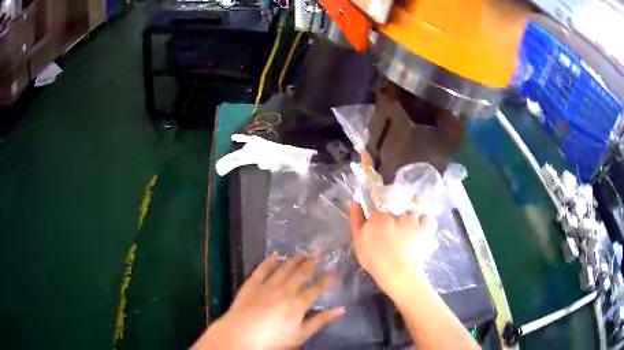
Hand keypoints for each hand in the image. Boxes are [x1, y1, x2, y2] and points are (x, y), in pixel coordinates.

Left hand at [194, 253, 344, 349]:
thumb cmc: (273, 340)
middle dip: (312, 263)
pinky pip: (262, 269)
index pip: (317, 289)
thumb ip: (320, 321)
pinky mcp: (251, 284)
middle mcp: (285, 290)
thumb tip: (341, 309)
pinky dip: (269, 261)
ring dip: (294, 259)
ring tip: (303, 252)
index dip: (327, 279)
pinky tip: (275, 254)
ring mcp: (267, 285)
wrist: (240, 335)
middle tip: (320, 252)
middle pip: (301, 274)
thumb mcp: (300, 335)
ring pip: (284, 269)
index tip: (334, 269)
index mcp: (298, 304)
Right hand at [349, 202, 433, 296]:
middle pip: (397, 208)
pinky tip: (422, 229)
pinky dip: (425, 222)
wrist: (396, 270)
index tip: (382, 223)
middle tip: (397, 229)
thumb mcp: (358, 239)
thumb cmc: (373, 258)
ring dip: (412, 218)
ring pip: (413, 212)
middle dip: (397, 215)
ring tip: (411, 229)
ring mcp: (413, 219)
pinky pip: (427, 218)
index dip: (381, 214)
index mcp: (379, 215)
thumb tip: (354, 201)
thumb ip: (356, 219)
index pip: (379, 206)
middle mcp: (397, 212)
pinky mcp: (426, 227)